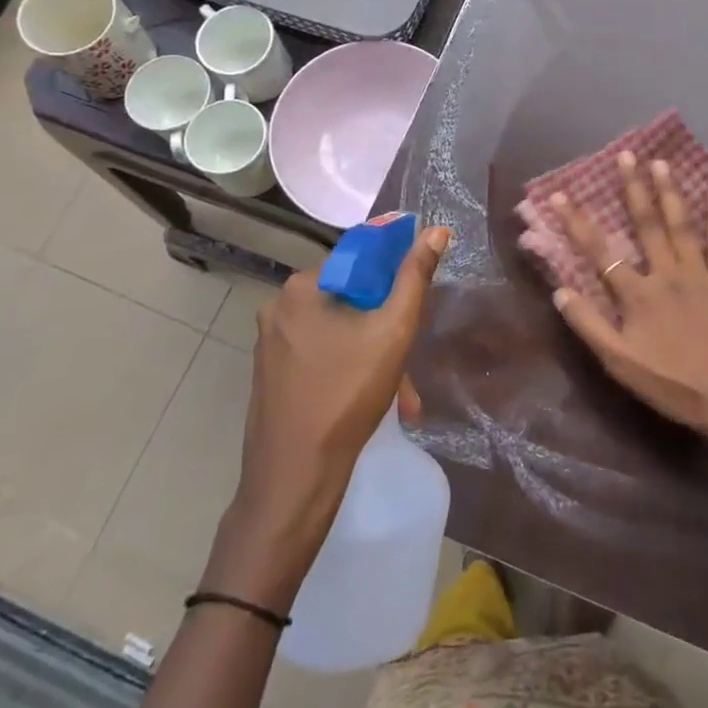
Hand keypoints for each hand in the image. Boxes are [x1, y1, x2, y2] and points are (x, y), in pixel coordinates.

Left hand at [208, 224, 449, 606]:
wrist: (294, 477)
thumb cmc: (346, 394)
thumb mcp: (393, 331)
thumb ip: (415, 277)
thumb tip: (436, 230)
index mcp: (303, 287)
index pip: (359, 256)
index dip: (395, 271)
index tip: (418, 296)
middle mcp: (280, 306)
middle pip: (351, 298)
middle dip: (388, 327)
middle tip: (411, 359)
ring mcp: (272, 342)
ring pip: (340, 331)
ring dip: (375, 355)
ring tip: (403, 398)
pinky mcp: (272, 372)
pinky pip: (322, 354)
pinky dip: (350, 369)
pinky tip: (375, 403)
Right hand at [546, 153, 707, 446]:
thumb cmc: (674, 385)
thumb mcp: (620, 364)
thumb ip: (589, 326)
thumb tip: (559, 290)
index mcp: (637, 294)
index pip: (599, 251)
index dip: (577, 222)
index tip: (559, 194)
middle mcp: (667, 273)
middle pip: (646, 224)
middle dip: (632, 188)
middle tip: (626, 155)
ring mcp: (700, 274)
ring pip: (681, 225)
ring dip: (669, 192)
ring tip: (661, 162)